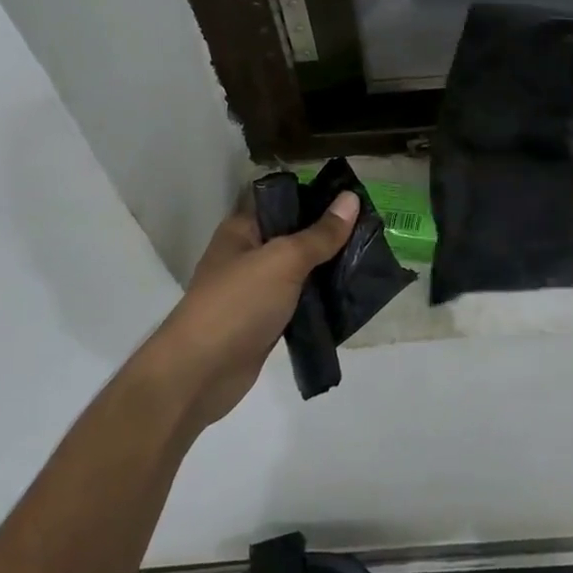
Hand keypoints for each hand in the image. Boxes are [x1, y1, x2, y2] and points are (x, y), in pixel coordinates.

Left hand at [136, 191, 359, 433]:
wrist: (199, 375)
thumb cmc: (238, 303)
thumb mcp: (283, 260)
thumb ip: (320, 234)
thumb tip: (351, 198)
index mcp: (242, 229)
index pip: (283, 200)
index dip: (317, 197)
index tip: (356, 198)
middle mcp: (247, 255)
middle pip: (294, 235)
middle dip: (329, 234)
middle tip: (372, 229)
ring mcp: (255, 290)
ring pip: (299, 271)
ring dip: (328, 268)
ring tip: (369, 258)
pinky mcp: (265, 322)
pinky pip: (298, 301)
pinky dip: (320, 299)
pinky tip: (350, 295)